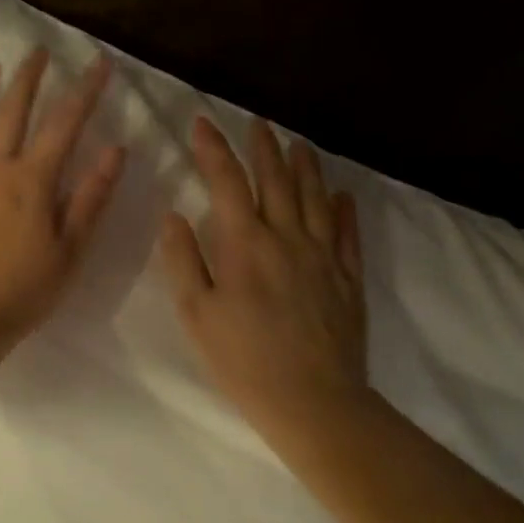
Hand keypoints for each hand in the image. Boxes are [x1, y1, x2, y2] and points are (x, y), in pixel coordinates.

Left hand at [0, 47, 125, 363]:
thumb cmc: (20, 294)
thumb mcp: (68, 254)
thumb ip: (91, 199)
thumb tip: (116, 149)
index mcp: (31, 182)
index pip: (64, 123)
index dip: (85, 90)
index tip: (98, 63)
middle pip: (13, 110)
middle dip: (30, 77)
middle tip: (39, 50)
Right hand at [159, 116, 370, 448]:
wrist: (313, 400)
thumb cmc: (243, 360)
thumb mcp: (196, 313)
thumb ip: (183, 259)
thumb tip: (175, 215)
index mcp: (245, 243)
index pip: (227, 182)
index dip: (213, 149)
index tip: (202, 123)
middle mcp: (287, 237)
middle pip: (276, 179)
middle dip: (263, 147)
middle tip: (257, 122)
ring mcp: (324, 256)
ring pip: (315, 197)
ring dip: (305, 166)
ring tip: (298, 143)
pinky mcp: (348, 278)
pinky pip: (348, 233)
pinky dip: (344, 209)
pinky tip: (342, 195)